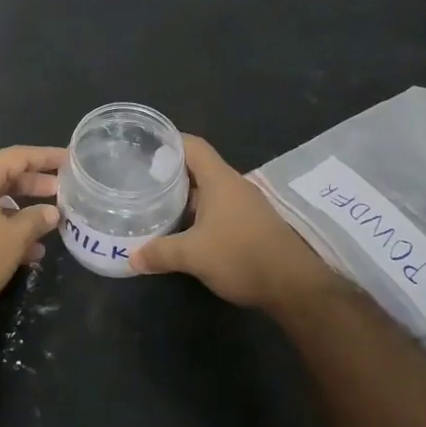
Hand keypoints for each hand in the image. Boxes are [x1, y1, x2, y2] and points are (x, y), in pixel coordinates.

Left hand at [0, 145, 64, 321]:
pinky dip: (3, 228)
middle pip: (4, 176)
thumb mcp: (12, 240)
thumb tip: (51, 212)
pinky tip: (25, 252)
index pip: (17, 156)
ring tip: (48, 226)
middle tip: (62, 192)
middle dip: (35, 185)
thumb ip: (35, 220)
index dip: (46, 157)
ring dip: (21, 212)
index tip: (69, 160)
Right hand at [131, 135, 329, 310]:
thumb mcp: (193, 255)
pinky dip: (199, 213)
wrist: (294, 285)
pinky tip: (183, 229)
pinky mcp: (251, 225)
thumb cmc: (242, 256)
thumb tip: (131, 258)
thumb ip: (160, 252)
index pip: (192, 145)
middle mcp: (233, 185)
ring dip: (184, 195)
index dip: (169, 141)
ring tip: (156, 203)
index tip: (144, 145)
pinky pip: (218, 208)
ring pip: (208, 191)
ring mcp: (245, 205)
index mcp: (220, 179)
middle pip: (198, 167)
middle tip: (141, 178)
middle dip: (171, 171)